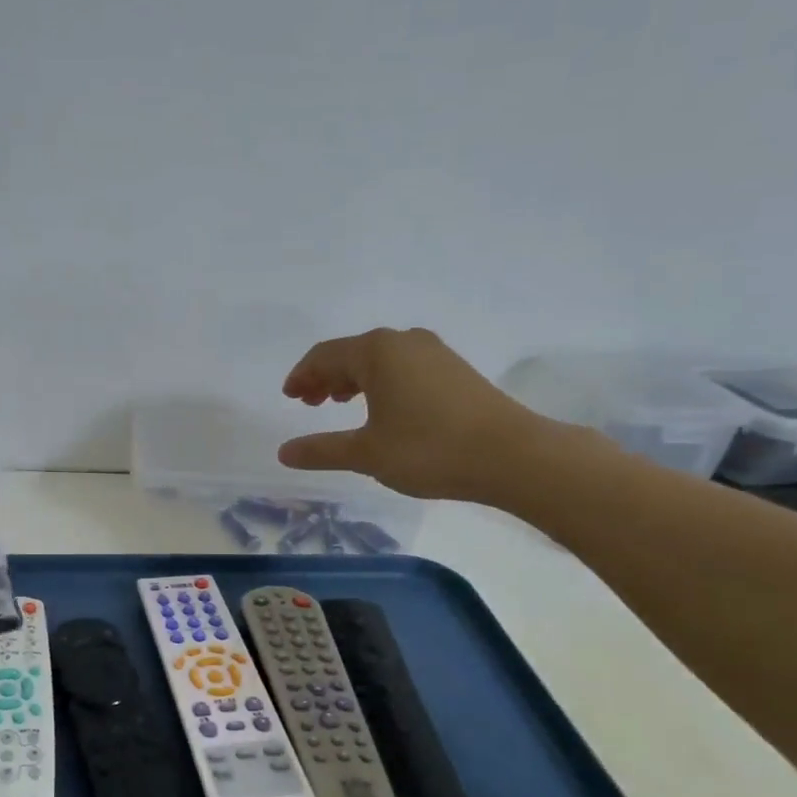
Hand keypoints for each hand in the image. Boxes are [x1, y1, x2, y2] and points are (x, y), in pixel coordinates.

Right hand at [276, 327, 548, 503]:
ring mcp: (433, 352)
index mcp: (376, 351)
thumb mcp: (366, 453)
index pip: (324, 355)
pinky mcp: (455, 369)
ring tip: (339, 403)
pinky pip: (403, 366)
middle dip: (325, 376)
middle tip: (309, 403)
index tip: (289, 397)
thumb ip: (322, 450)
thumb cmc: (429, 449)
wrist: (513, 456)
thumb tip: (284, 452)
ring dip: (353, 379)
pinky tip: (382, 408)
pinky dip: (380, 382)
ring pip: (379, 359)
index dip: (301, 375)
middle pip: (351, 353)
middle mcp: (403, 341)